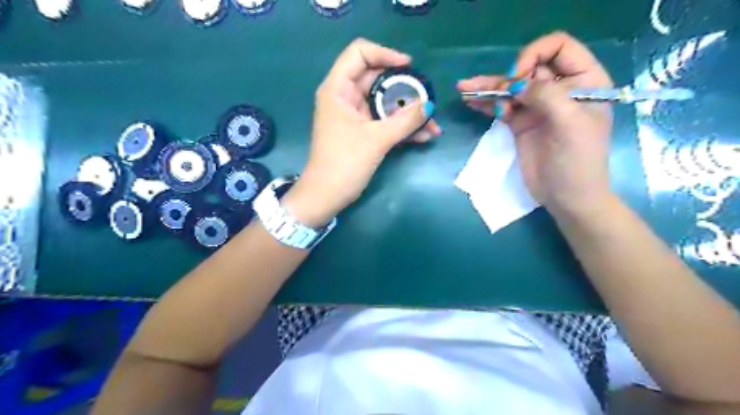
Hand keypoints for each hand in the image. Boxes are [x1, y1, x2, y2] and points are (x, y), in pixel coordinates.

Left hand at [283, 37, 437, 226]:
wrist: (327, 196)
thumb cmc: (344, 163)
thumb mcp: (376, 139)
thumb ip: (405, 120)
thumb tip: (429, 105)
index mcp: (338, 89)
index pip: (360, 53)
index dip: (385, 54)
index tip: (409, 66)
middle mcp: (345, 97)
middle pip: (378, 78)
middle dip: (405, 89)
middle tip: (427, 99)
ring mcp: (355, 115)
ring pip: (385, 103)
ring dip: (408, 112)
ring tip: (432, 124)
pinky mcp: (362, 131)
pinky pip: (384, 121)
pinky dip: (402, 126)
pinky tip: (424, 136)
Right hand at [461, 33, 616, 217]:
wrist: (566, 196)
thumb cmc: (578, 161)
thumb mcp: (570, 124)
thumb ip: (546, 97)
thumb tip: (516, 84)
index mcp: (583, 81)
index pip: (559, 48)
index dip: (535, 55)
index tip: (518, 78)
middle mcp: (559, 89)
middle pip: (528, 68)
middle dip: (505, 76)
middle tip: (484, 89)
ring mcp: (537, 107)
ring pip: (511, 88)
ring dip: (488, 87)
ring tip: (464, 89)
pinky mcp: (521, 123)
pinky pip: (502, 107)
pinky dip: (487, 104)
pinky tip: (471, 102)